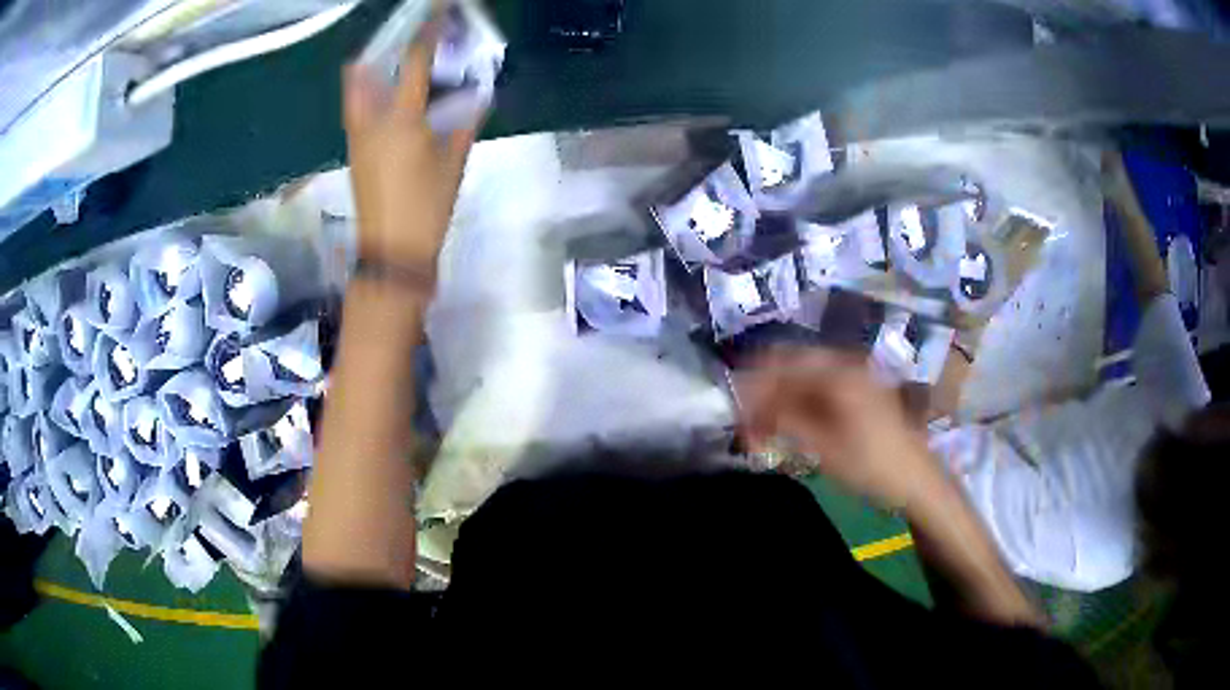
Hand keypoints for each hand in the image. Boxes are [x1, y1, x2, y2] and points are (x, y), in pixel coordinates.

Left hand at [343, 28, 478, 271]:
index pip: (413, 60)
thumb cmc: (427, 206)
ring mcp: (356, 136)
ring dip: (373, 69)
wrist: (392, 250)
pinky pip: (357, 109)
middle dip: (382, 46)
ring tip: (397, 64)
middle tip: (405, 38)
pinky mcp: (354, 150)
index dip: (426, 29)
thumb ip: (465, 123)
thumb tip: (476, 96)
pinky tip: (392, 98)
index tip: (434, 8)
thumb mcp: (454, 162)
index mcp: (402, 119)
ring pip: (355, 90)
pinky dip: (370, 93)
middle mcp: (370, 120)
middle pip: (362, 69)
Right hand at [735, 348, 942, 509]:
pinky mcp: (858, 391)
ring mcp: (854, 376)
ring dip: (779, 398)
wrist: (916, 479)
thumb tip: (747, 412)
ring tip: (761, 429)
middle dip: (764, 391)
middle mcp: (844, 364)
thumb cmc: (872, 465)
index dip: (753, 385)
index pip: (781, 364)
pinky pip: (818, 388)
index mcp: (838, 372)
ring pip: (803, 377)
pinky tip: (787, 426)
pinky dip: (798, 404)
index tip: (734, 411)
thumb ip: (784, 422)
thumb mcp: (824, 448)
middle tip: (745, 422)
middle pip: (791, 366)